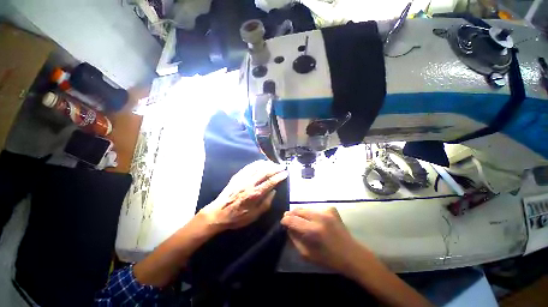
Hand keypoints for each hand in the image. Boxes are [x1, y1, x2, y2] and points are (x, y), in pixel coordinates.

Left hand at [200, 160, 287, 231]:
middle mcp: (249, 184)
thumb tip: (273, 191)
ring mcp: (242, 178)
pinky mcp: (237, 176)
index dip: (279, 177)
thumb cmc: (237, 217)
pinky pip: (248, 166)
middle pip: (265, 172)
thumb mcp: (254, 215)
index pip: (270, 182)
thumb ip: (266, 203)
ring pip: (257, 167)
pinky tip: (261, 162)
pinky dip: (256, 163)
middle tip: (282, 166)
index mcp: (254, 194)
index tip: (285, 173)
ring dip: (267, 164)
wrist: (218, 213)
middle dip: (275, 168)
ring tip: (274, 163)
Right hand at [281, 207, 373, 275]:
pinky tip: (313, 220)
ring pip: (306, 208)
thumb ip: (294, 239)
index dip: (285, 220)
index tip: (282, 223)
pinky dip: (311, 213)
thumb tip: (288, 227)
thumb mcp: (307, 254)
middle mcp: (319, 217)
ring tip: (300, 220)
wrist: (352, 254)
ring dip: (300, 213)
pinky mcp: (331, 209)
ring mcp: (326, 211)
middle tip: (289, 219)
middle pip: (298, 210)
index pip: (292, 220)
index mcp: (313, 230)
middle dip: (291, 214)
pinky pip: (315, 208)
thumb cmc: (329, 259)